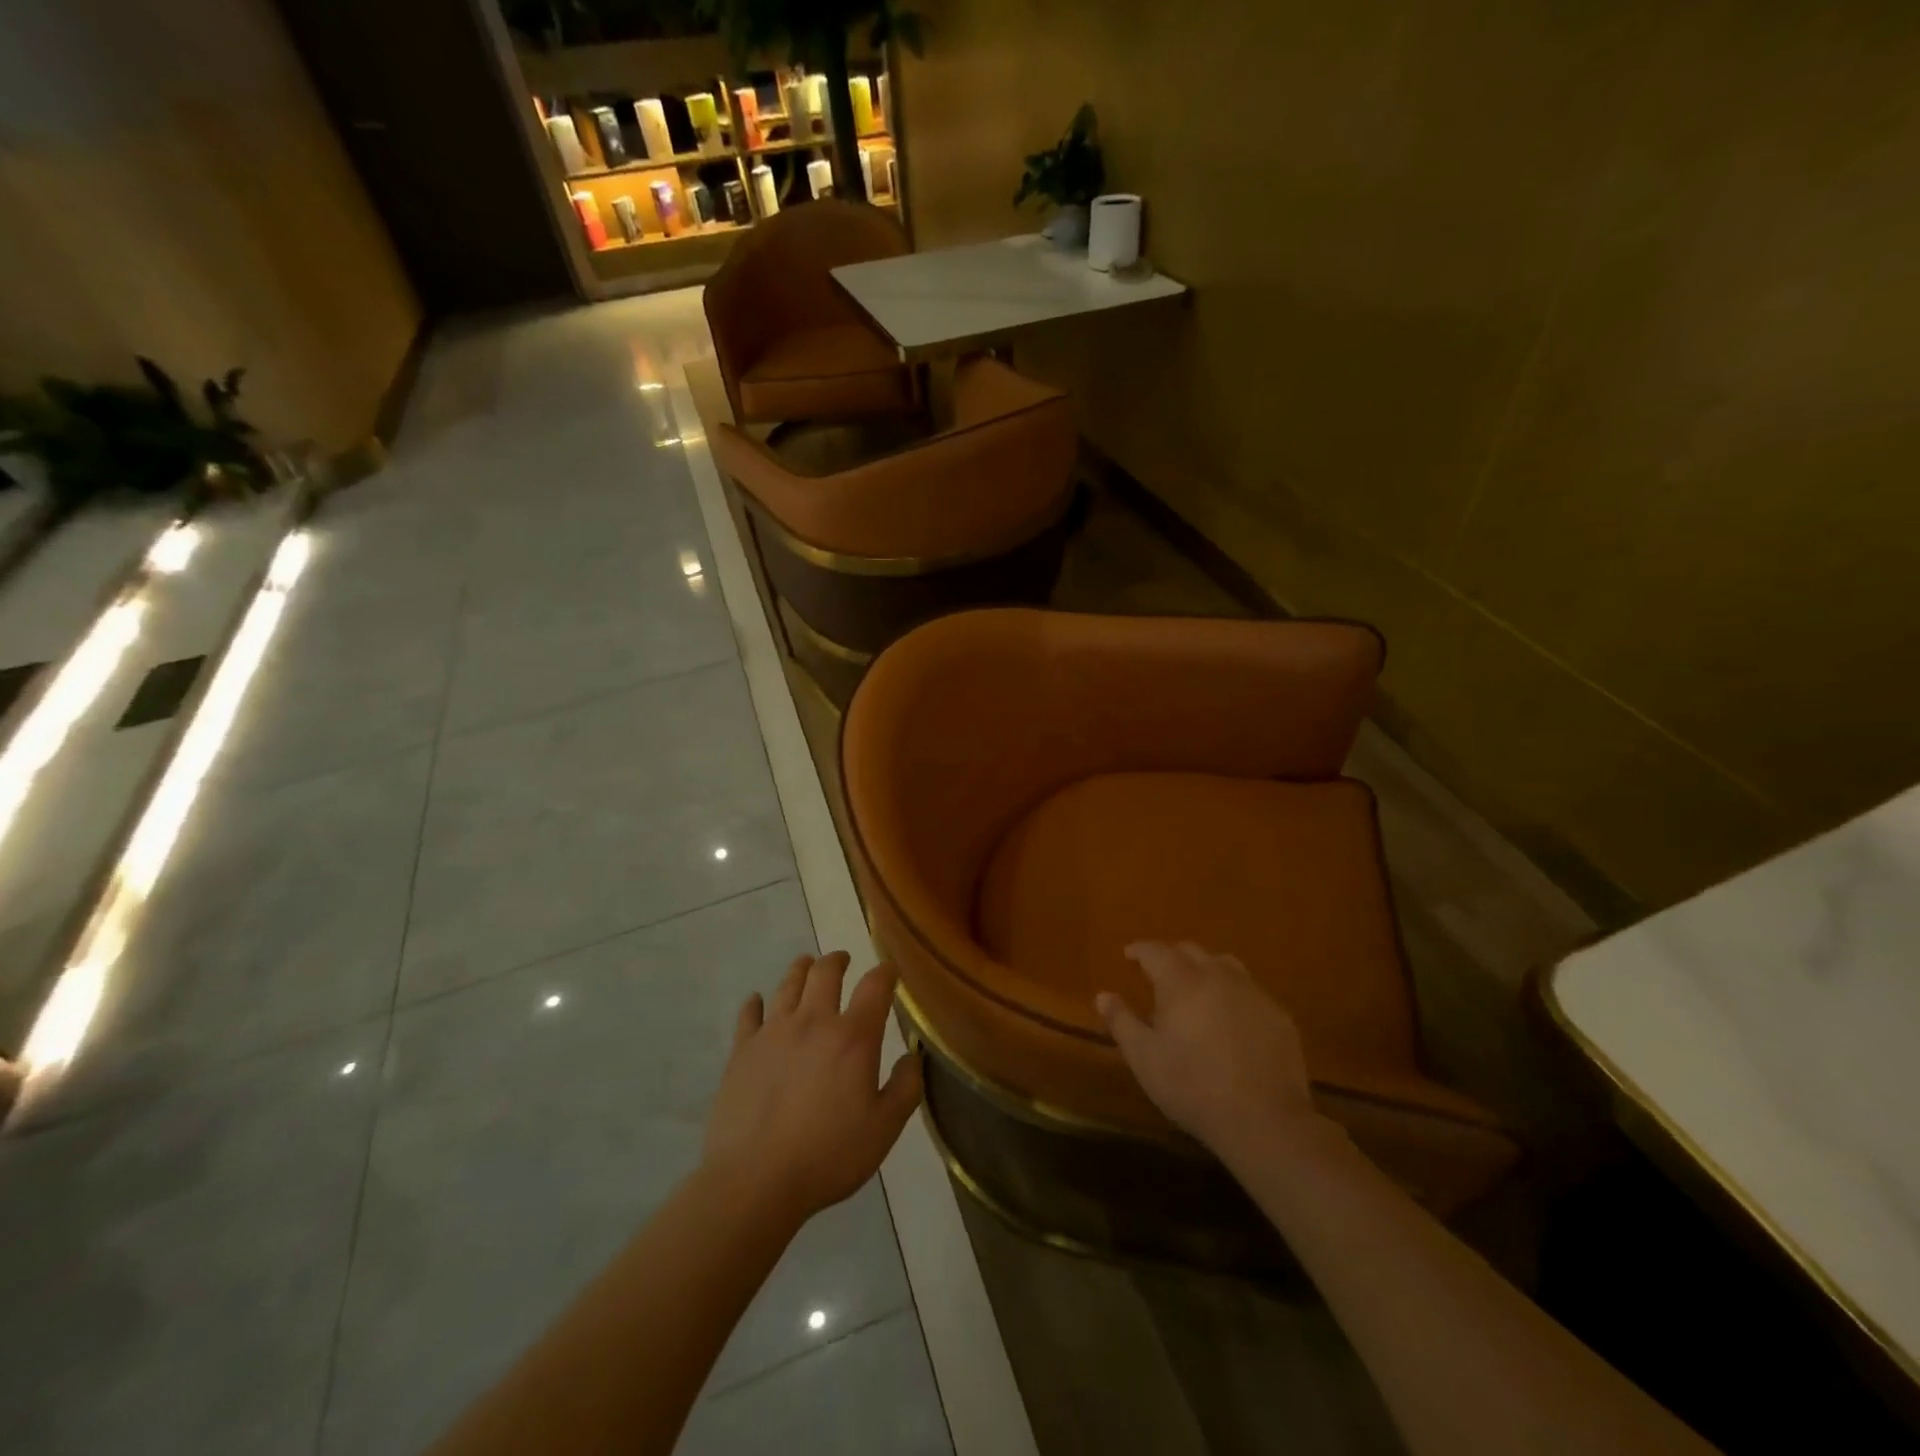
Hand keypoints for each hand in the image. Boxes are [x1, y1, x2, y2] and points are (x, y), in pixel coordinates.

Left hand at [703, 951, 922, 1225]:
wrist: (754, 1180)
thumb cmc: (828, 1155)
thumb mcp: (884, 1130)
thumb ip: (905, 1088)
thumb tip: (913, 1057)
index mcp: (852, 1037)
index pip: (875, 986)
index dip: (885, 972)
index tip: (890, 970)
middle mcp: (813, 1022)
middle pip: (825, 972)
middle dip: (837, 960)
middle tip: (843, 959)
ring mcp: (773, 1032)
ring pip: (788, 984)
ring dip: (801, 969)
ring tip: (806, 965)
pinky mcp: (741, 1050)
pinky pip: (749, 1015)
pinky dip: (755, 1003)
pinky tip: (757, 1002)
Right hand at [1096, 941, 1320, 1161]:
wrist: (1264, 1120)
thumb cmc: (1193, 1087)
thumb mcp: (1145, 1059)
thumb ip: (1122, 1022)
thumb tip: (1103, 995)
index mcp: (1181, 981)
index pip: (1155, 951)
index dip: (1140, 950)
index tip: (1129, 954)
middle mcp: (1217, 975)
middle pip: (1191, 950)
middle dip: (1171, 956)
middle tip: (1159, 973)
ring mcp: (1252, 992)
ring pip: (1224, 964)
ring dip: (1205, 968)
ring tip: (1197, 988)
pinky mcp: (1278, 1014)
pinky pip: (1250, 989)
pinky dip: (1233, 992)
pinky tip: (1231, 1016)